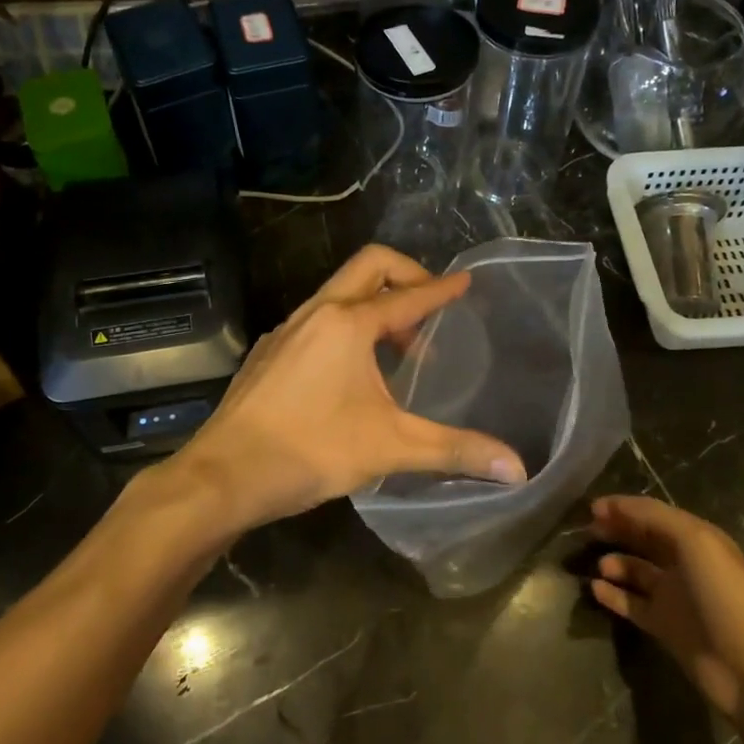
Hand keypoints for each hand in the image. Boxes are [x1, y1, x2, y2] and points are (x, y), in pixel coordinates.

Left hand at [172, 245, 526, 532]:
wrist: (224, 475)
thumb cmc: (311, 451)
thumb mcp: (391, 448)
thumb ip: (455, 451)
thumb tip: (518, 469)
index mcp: (348, 324)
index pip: (408, 296)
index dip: (442, 289)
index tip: (466, 281)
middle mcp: (316, 313)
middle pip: (368, 267)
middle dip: (405, 276)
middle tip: (431, 307)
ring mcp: (286, 330)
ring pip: (338, 294)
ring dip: (374, 305)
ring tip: (399, 349)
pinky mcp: (269, 352)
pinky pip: (317, 320)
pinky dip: (346, 327)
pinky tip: (352, 372)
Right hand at [589, 495, 743, 718]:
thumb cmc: (723, 594)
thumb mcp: (695, 541)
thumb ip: (654, 518)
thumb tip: (614, 507)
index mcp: (697, 539)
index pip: (654, 514)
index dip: (624, 507)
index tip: (592, 508)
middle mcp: (685, 564)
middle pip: (644, 540)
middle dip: (617, 531)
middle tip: (588, 531)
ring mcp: (674, 596)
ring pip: (636, 572)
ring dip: (615, 563)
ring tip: (600, 566)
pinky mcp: (664, 626)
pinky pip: (631, 604)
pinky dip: (613, 595)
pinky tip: (596, 589)